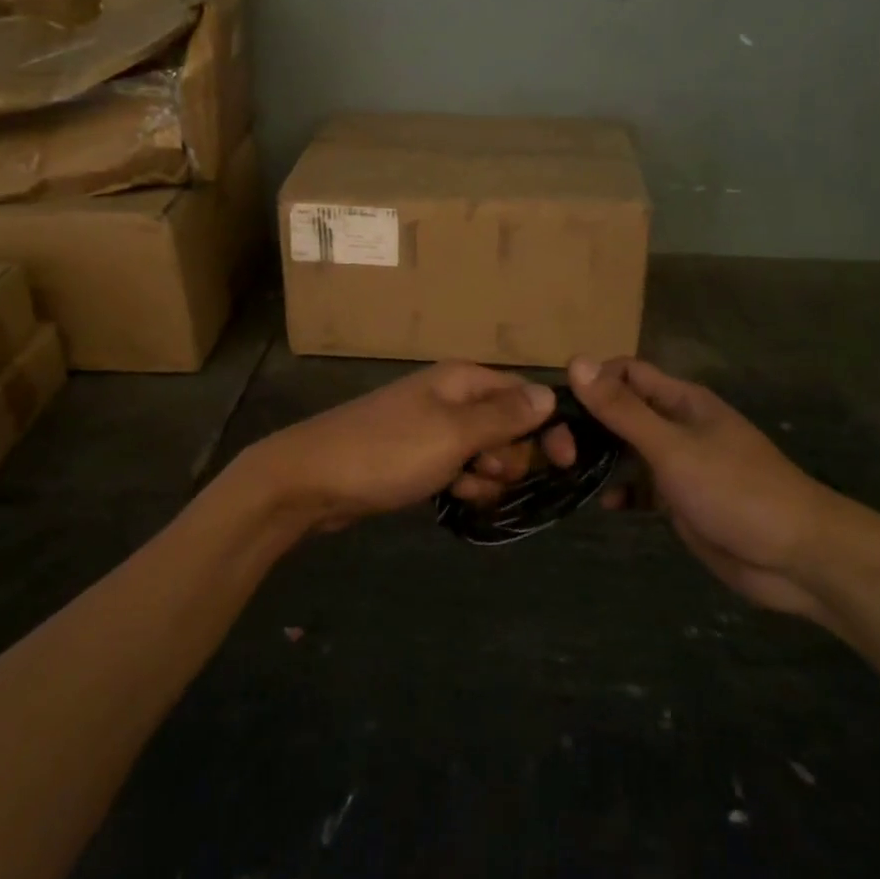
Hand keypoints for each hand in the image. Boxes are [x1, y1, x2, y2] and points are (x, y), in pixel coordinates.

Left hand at [234, 363, 559, 530]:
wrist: (312, 481)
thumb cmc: (388, 451)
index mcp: (463, 380)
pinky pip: (460, 469)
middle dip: (509, 456)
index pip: (525, 394)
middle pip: (510, 426)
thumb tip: (550, 394)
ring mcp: (434, 428)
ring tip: (462, 486)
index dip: (549, 425)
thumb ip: (504, 416)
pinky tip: (451, 498)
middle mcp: (452, 397)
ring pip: (487, 453)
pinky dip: (463, 484)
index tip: (566, 462)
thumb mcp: (453, 433)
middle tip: (484, 470)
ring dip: (486, 476)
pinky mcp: (419, 457)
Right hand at [568, 357, 851, 620]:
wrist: (797, 557)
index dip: (592, 380)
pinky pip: (641, 488)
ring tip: (565, 473)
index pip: (626, 373)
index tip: (555, 405)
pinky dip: (621, 493)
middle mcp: (677, 425)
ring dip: (600, 459)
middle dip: (589, 424)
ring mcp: (679, 464)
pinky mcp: (680, 501)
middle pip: (622, 411)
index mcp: (680, 401)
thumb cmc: (735, 489)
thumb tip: (575, 361)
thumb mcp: (672, 447)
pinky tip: (604, 506)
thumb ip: (622, 409)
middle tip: (555, 448)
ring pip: (627, 451)